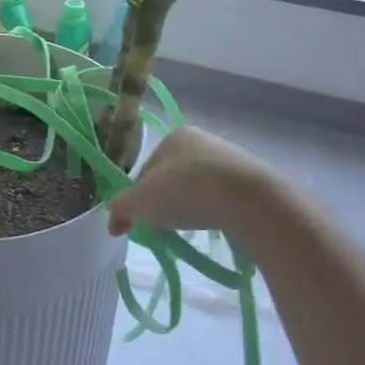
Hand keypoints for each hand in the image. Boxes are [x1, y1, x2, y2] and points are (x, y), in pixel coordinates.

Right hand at [107, 126, 284, 240]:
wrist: (247, 198)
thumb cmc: (185, 190)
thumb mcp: (141, 201)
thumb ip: (122, 207)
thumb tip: (113, 220)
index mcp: (173, 136)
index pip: (146, 169)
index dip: (138, 196)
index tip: (140, 219)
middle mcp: (202, 140)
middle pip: (172, 177)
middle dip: (165, 201)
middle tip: (164, 226)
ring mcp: (230, 159)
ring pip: (198, 187)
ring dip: (190, 207)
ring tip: (191, 228)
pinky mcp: (251, 180)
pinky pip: (223, 197)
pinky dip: (214, 211)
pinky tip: (215, 224)